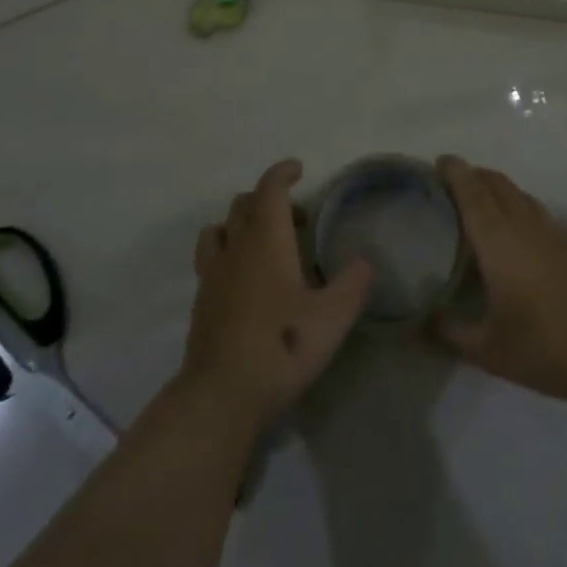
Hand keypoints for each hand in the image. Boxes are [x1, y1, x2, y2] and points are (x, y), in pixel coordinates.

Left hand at [178, 160, 372, 432]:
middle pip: (243, 203)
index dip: (282, 173)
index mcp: (266, 239)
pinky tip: (245, 280)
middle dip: (267, 199)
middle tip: (295, 218)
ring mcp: (213, 274)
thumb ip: (354, 283)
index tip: (298, 170)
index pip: (269, 189)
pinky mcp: (201, 302)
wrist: (221, 396)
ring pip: (220, 228)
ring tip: (264, 243)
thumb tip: (365, 261)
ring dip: (240, 223)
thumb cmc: (282, 346)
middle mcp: (236, 247)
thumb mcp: (333, 317)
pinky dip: (227, 253)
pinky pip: (210, 259)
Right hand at [437, 156, 566, 406]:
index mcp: (497, 238)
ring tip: (477, 203)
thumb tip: (423, 321)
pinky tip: (513, 232)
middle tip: (450, 185)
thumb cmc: (544, 346)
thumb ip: (451, 332)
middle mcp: (522, 223)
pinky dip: (516, 205)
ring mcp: (550, 231)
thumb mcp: (488, 350)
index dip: (454, 171)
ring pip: (517, 193)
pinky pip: (534, 209)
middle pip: (495, 183)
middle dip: (472, 175)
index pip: (471, 191)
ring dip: (495, 188)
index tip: (438, 162)